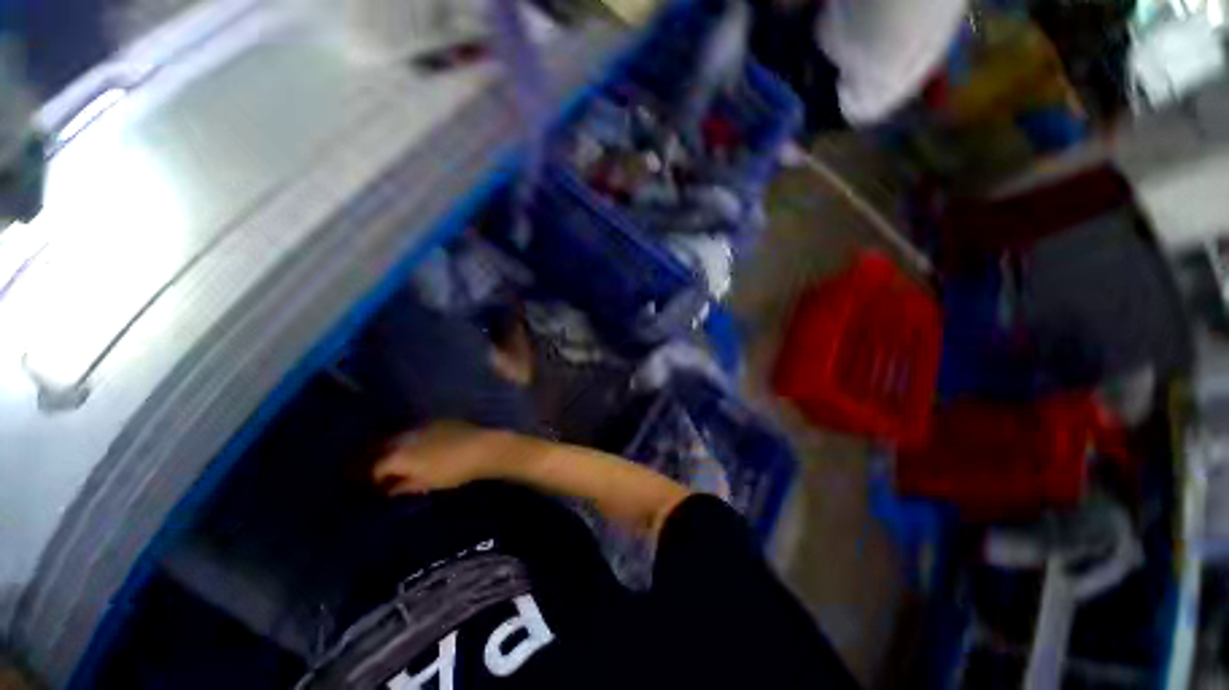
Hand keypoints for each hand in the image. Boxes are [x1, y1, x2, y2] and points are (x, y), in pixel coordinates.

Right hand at [373, 421, 518, 494]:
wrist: (482, 447)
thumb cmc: (454, 470)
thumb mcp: (427, 483)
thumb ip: (405, 485)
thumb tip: (390, 489)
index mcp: (400, 455)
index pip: (376, 466)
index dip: (372, 478)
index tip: (375, 485)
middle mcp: (406, 437)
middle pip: (382, 446)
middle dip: (376, 457)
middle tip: (377, 469)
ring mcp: (422, 426)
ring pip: (399, 436)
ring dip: (392, 446)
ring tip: (396, 458)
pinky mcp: (437, 420)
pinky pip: (416, 430)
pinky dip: (410, 439)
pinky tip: (417, 446)